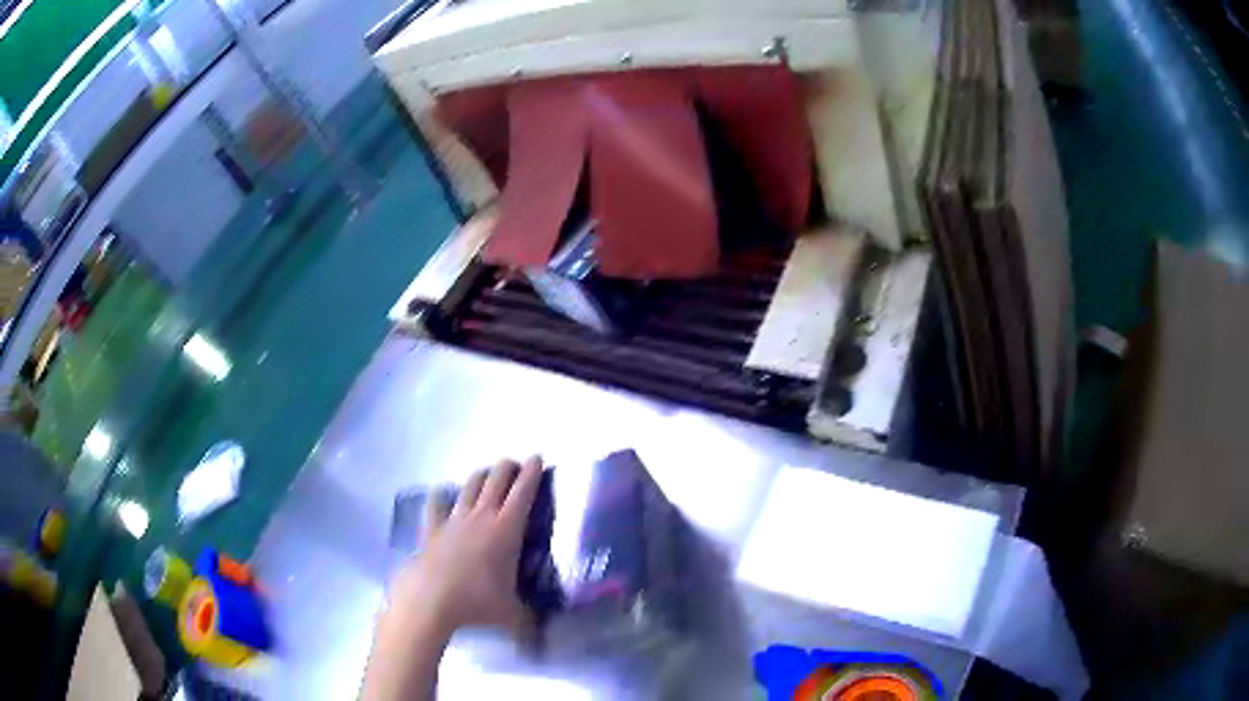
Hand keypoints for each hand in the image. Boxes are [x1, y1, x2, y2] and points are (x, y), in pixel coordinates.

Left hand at [384, 456, 543, 642]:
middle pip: (496, 480)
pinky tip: (441, 494)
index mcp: (506, 530)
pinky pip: (436, 505)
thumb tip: (540, 637)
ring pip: (469, 487)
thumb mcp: (512, 616)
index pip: (523, 492)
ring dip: (480, 476)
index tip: (538, 457)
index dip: (532, 472)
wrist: (430, 601)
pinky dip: (440, 497)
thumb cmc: (477, 603)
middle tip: (516, 465)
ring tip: (486, 475)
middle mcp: (481, 517)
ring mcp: (453, 520)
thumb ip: (528, 622)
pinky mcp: (432, 529)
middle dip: (507, 467)